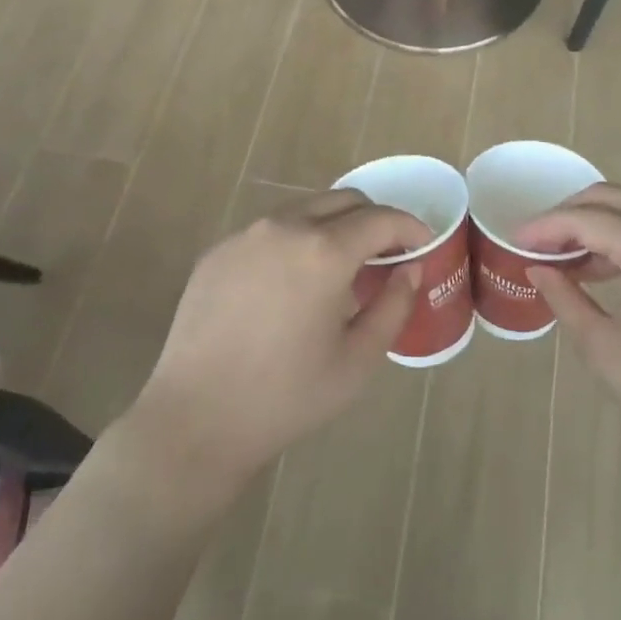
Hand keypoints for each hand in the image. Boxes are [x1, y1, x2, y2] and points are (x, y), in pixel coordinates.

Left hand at [130, 190, 430, 492]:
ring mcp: (245, 235)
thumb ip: (393, 306)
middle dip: (375, 219)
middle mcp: (285, 226)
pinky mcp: (218, 251)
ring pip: (305, 209)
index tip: (424, 244)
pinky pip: (269, 230)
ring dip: (334, 225)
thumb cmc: (287, 396)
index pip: (381, 218)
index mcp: (324, 251)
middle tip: (387, 254)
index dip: (410, 227)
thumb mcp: (357, 359)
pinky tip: (292, 282)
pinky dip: (295, 240)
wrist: (196, 419)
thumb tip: (410, 269)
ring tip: (341, 266)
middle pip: (344, 201)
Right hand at [519, 185, 620, 466]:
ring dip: (594, 224)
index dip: (545, 226)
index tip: (514, 239)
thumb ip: (565, 299)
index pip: (587, 219)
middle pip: (610, 198)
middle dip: (567, 215)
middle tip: (536, 242)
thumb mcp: (605, 348)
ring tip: (562, 258)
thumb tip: (539, 269)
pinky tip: (600, 268)